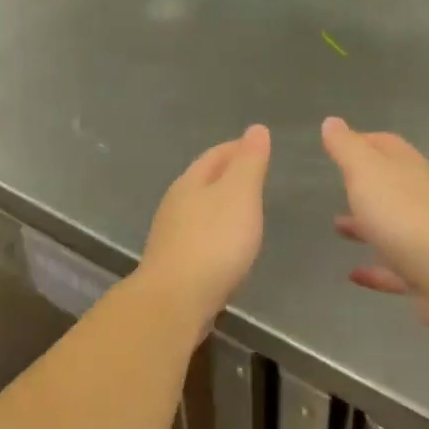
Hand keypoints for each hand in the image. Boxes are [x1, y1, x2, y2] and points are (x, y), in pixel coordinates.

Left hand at [137, 125, 271, 324]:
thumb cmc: (214, 242)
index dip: (237, 148)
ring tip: (245, 209)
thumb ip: (249, 162)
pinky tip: (227, 245)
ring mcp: (171, 235)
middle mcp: (175, 204)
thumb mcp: (240, 194)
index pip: (215, 155)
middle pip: (203, 180)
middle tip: (255, 175)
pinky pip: (199, 236)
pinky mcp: (174, 264)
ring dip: (220, 205)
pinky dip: (216, 232)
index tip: (257, 146)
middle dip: (227, 175)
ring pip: (199, 209)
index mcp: (190, 182)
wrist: (176, 300)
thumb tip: (255, 129)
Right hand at [321, 117, 428, 338]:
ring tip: (338, 228)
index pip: (386, 145)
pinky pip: (395, 268)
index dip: (363, 141)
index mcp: (409, 169)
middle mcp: (422, 198)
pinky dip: (375, 269)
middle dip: (365, 185)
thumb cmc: (402, 214)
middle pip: (392, 185)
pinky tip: (354, 275)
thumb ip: (347, 148)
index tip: (338, 145)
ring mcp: (427, 237)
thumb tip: (331, 121)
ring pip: (393, 226)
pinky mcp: (427, 273)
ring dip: (366, 225)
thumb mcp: (366, 171)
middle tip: (338, 187)